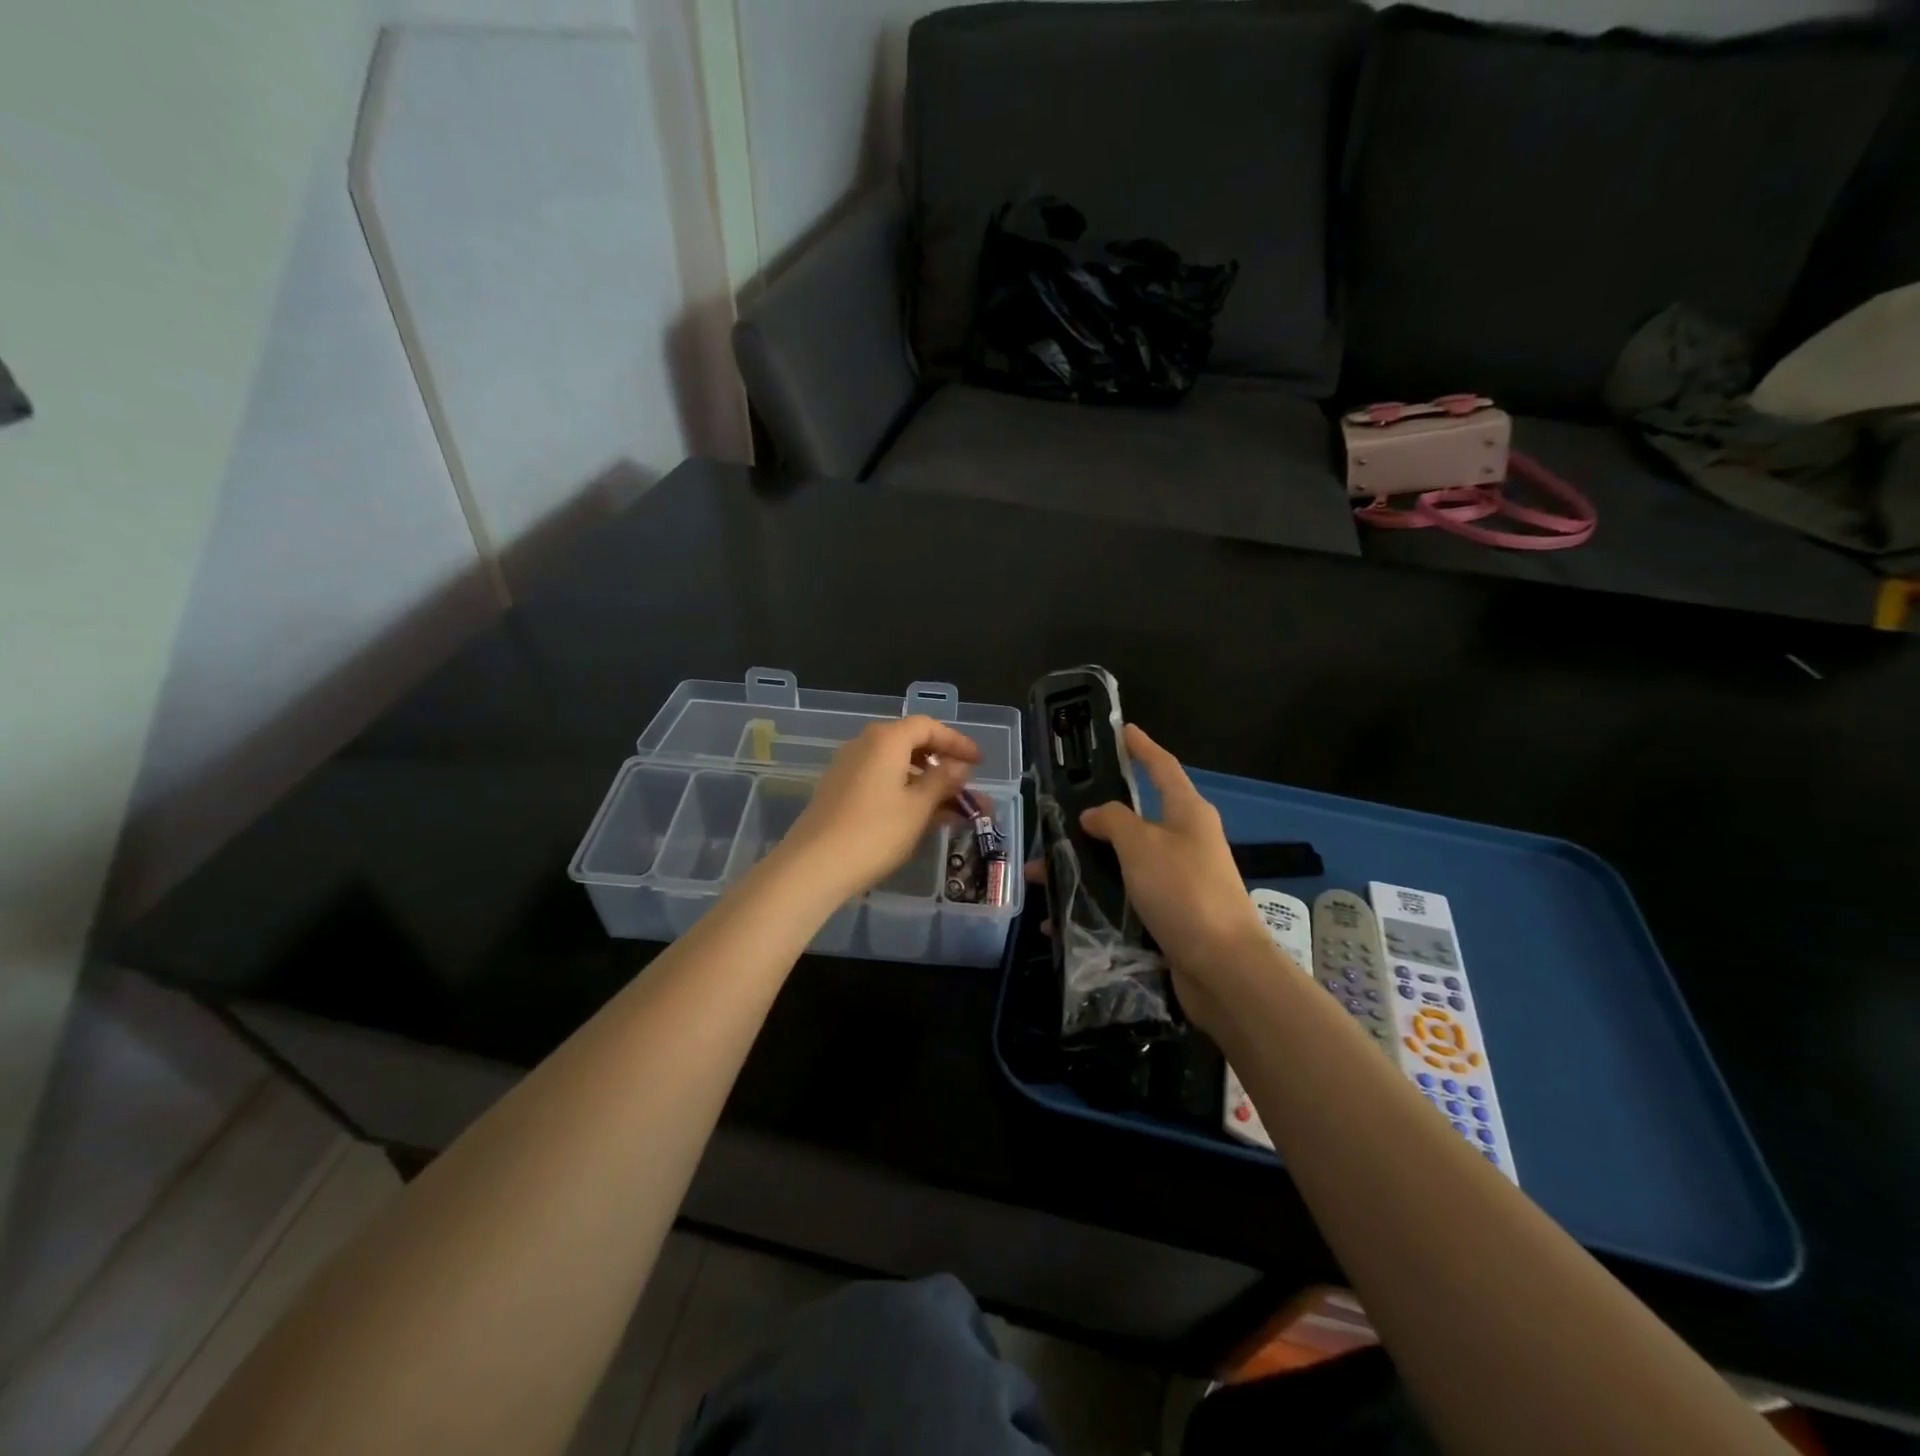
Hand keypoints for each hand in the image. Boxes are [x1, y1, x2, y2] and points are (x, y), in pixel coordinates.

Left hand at [777, 716, 980, 900]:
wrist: (813, 867)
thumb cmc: (874, 832)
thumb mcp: (918, 807)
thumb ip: (942, 781)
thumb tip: (958, 766)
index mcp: (886, 740)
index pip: (928, 727)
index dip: (956, 741)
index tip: (980, 762)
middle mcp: (864, 746)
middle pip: (911, 745)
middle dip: (944, 767)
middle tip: (968, 788)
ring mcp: (848, 769)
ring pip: (898, 768)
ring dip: (928, 786)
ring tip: (956, 812)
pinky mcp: (839, 793)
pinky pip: (882, 783)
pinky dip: (906, 795)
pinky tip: (925, 820)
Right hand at [1078, 725, 1276, 1035]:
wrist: (1222, 969)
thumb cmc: (1183, 891)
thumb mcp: (1142, 844)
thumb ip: (1113, 820)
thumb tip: (1094, 815)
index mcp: (1187, 813)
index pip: (1162, 767)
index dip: (1142, 747)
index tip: (1123, 731)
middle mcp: (1185, 842)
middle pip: (1133, 821)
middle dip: (1091, 823)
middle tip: (1053, 823)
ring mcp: (1178, 881)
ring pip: (1121, 864)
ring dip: (1083, 869)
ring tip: (1041, 877)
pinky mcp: (1169, 916)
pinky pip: (1124, 901)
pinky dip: (1094, 906)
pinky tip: (1060, 920)